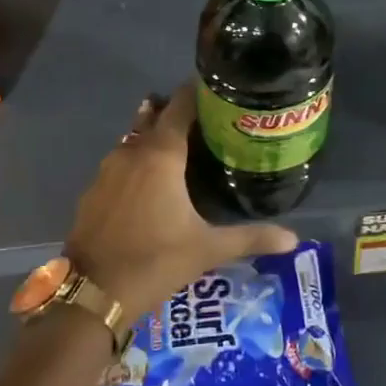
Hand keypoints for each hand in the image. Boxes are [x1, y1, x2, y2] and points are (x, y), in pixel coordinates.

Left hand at [64, 84, 298, 319]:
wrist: (92, 294)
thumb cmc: (155, 261)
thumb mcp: (207, 249)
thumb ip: (251, 238)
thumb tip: (293, 239)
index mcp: (161, 155)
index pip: (180, 105)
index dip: (199, 93)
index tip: (220, 91)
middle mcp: (132, 151)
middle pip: (156, 116)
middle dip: (178, 113)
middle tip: (208, 122)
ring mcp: (107, 169)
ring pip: (135, 138)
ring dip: (156, 136)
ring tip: (184, 149)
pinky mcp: (93, 189)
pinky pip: (121, 162)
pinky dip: (138, 161)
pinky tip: (152, 183)